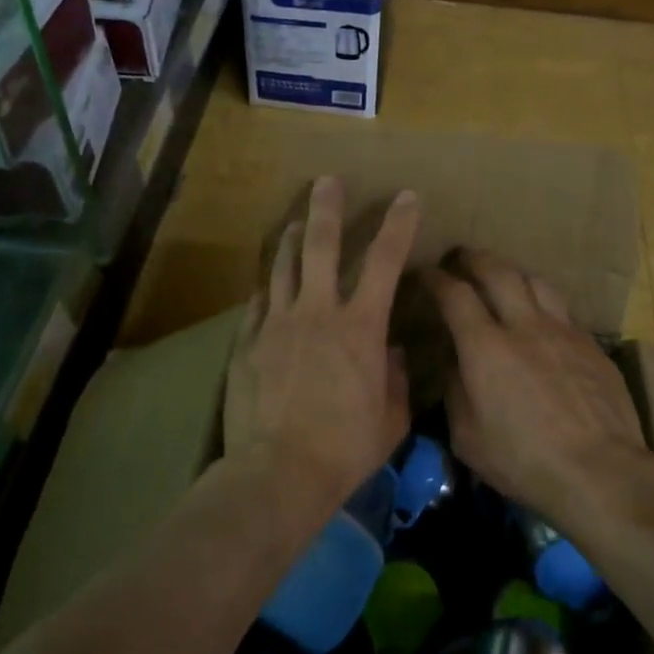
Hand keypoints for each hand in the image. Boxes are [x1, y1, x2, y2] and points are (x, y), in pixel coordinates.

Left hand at [224, 177, 420, 503]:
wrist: (279, 473)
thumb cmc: (346, 449)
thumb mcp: (390, 419)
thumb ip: (393, 379)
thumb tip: (389, 352)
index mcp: (361, 327)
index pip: (384, 261)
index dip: (398, 225)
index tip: (406, 197)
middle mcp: (317, 312)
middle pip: (319, 245)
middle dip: (326, 208)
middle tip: (327, 181)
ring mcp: (276, 324)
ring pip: (282, 266)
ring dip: (291, 239)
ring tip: (295, 222)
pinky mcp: (247, 343)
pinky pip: (257, 304)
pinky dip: (267, 288)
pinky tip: (268, 283)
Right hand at [428, 249, 648, 520]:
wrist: (599, 471)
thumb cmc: (523, 461)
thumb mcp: (467, 437)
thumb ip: (455, 391)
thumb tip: (455, 364)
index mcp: (485, 347)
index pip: (455, 295)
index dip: (436, 278)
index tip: (426, 273)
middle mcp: (525, 326)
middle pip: (498, 271)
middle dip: (475, 258)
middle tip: (462, 257)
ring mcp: (564, 332)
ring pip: (536, 281)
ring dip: (513, 273)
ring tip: (504, 278)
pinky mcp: (592, 346)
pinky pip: (563, 311)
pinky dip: (543, 305)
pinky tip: (543, 321)